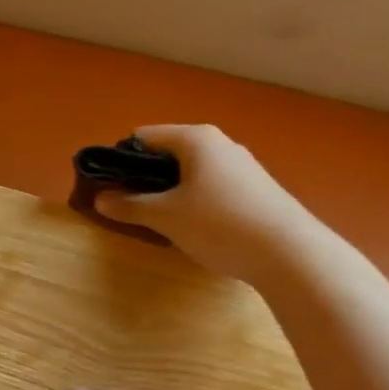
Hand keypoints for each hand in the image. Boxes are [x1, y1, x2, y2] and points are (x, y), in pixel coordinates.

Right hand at [94, 124, 318, 282]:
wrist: (288, 252)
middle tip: (132, 209)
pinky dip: (195, 202)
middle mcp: (220, 144)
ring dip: (171, 193)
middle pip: (169, 154)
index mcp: (196, 139)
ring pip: (192, 173)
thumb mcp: (167, 217)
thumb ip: (130, 206)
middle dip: (146, 179)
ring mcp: (241, 166)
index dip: (122, 161)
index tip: (110, 189)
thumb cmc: (219, 224)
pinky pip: (212, 187)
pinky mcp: (255, 190)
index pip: (144, 137)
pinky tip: (196, 229)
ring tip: (161, 223)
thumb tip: (100, 198)